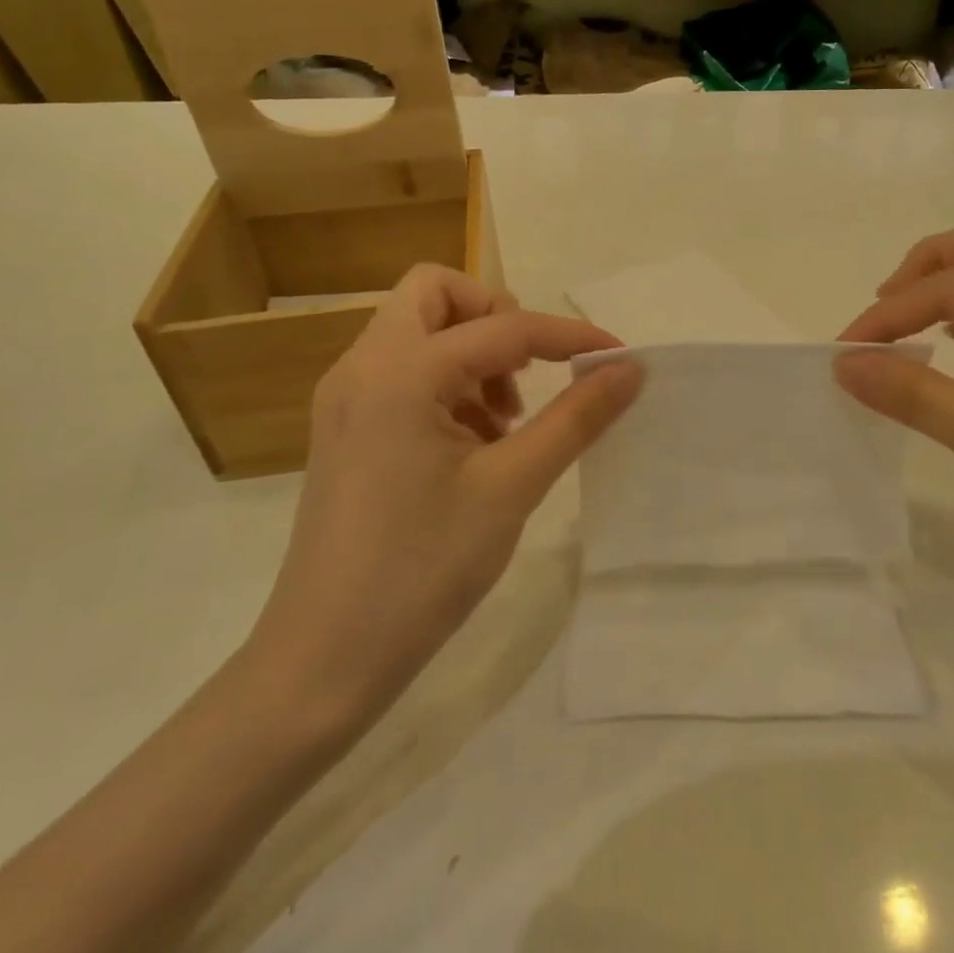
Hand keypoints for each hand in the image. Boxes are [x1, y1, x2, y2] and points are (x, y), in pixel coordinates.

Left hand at [246, 266, 642, 732]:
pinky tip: (473, 447)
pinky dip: (445, 384)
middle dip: (495, 318)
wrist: (325, 658)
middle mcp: (362, 366)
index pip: (503, 327)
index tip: (617, 357)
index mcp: (400, 371)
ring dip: (471, 354)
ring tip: (505, 424)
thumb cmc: (423, 568)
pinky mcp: (344, 428)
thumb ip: (575, 417)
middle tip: (528, 375)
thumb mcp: (512, 486)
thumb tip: (628, 369)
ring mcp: (346, 397)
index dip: (568, 337)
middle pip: (435, 294)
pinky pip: (401, 372)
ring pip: (416, 331)